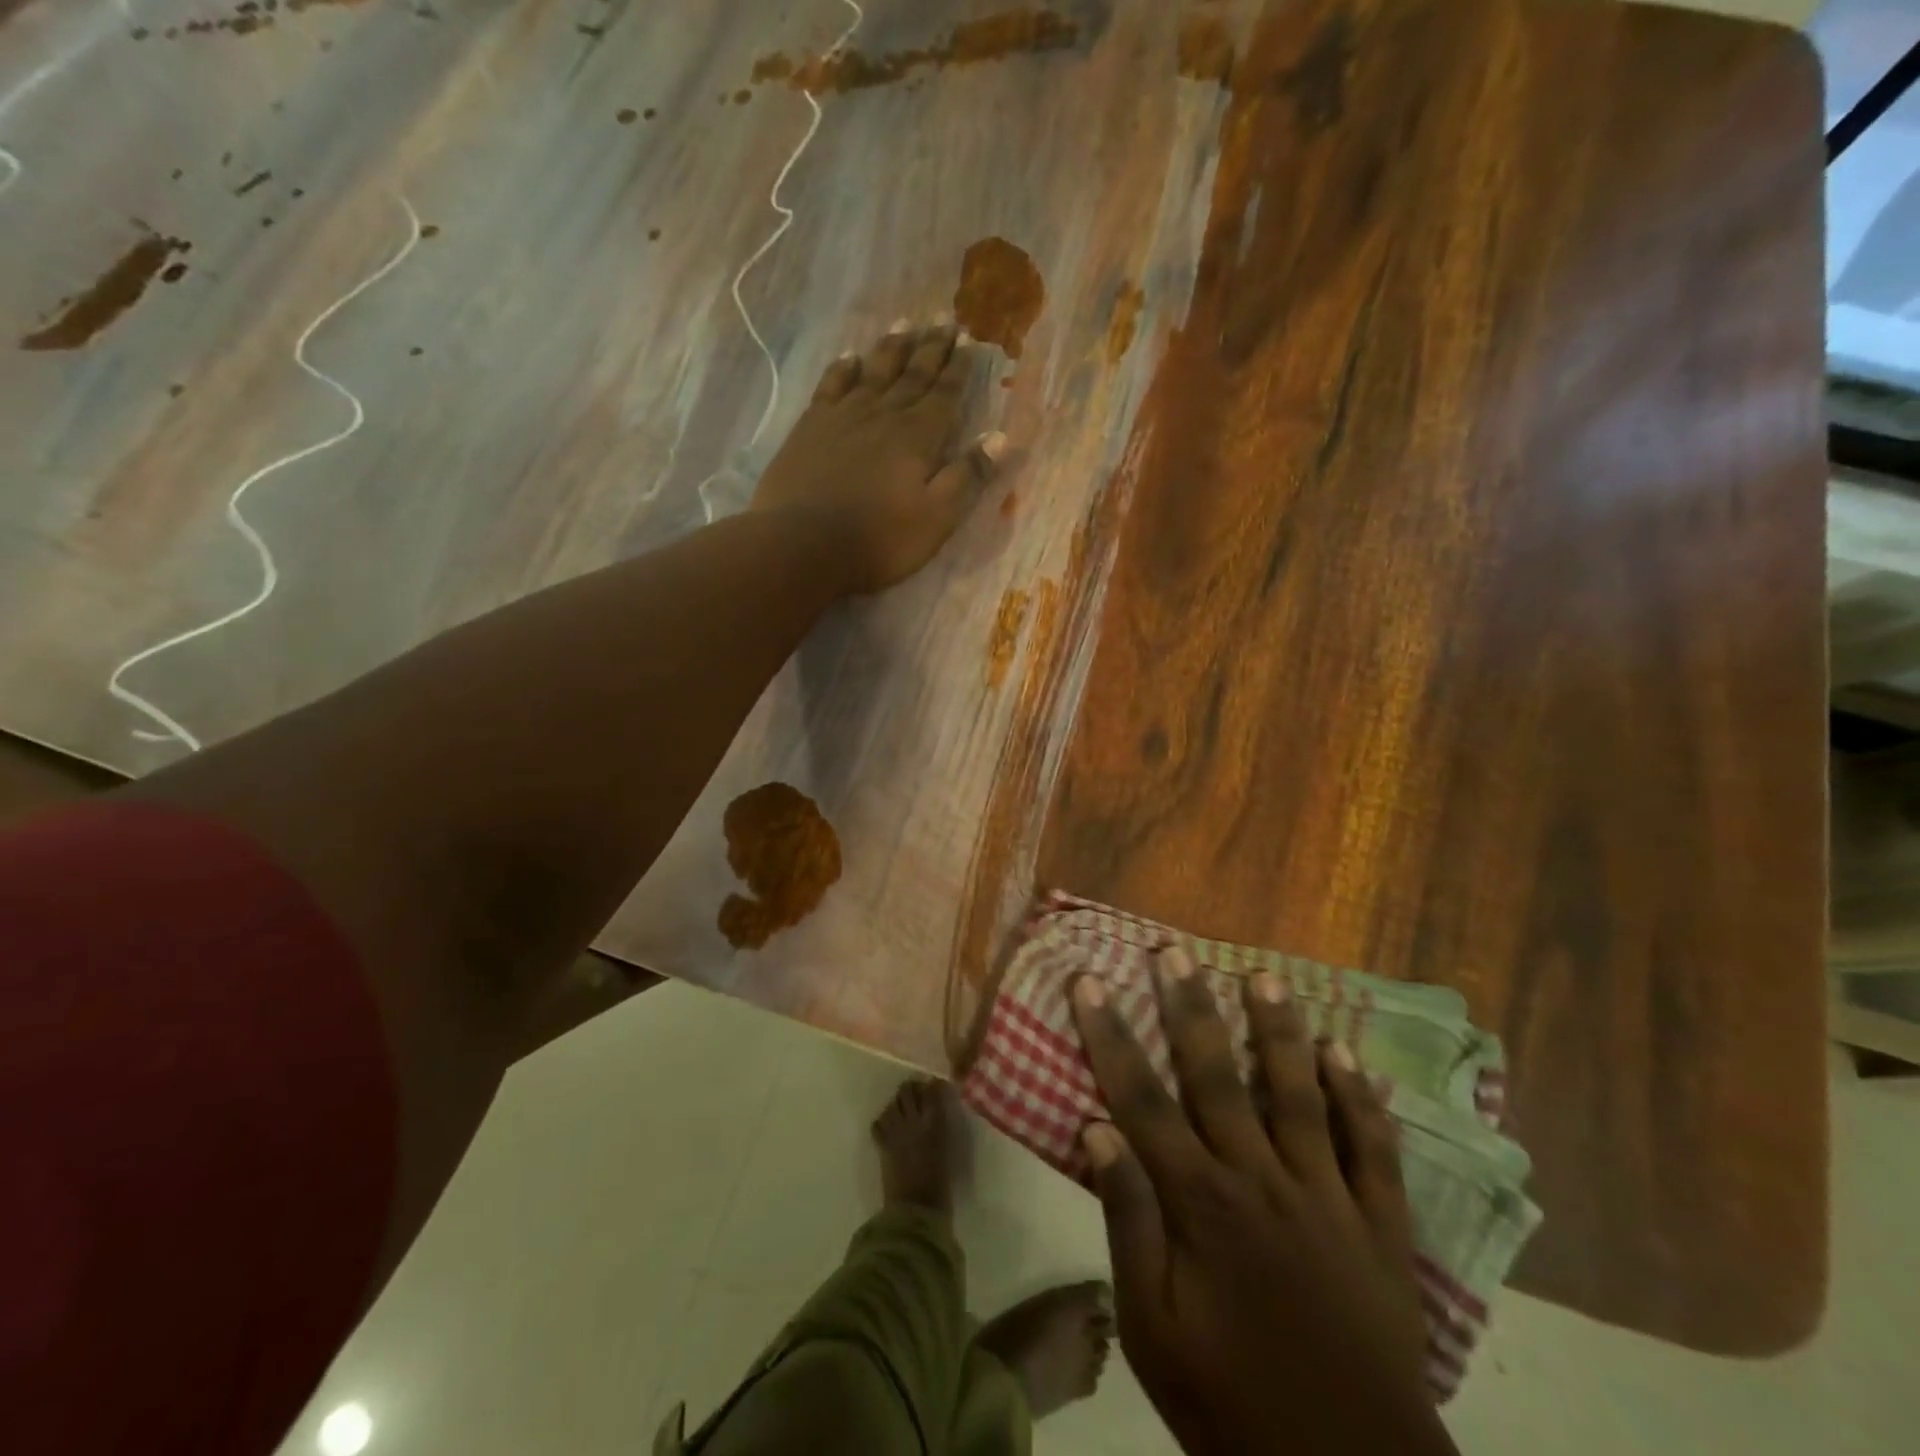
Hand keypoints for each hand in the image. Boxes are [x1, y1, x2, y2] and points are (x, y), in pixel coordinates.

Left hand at [750, 316, 1003, 593]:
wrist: (805, 544)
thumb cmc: (881, 539)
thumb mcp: (938, 517)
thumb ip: (968, 476)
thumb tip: (1001, 437)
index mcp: (918, 436)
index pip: (945, 394)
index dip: (959, 368)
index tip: (970, 339)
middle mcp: (883, 415)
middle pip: (912, 374)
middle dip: (931, 348)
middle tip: (945, 320)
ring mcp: (843, 417)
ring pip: (873, 371)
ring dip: (892, 347)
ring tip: (905, 322)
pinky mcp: (810, 428)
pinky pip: (831, 385)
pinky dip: (843, 368)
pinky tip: (850, 357)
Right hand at [1070, 947, 1456, 1455]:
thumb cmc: (1230, 1403)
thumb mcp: (1151, 1328)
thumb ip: (1127, 1221)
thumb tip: (1098, 1128)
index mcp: (1200, 1203)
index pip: (1141, 1099)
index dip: (1110, 1035)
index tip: (1089, 982)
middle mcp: (1260, 1180)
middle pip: (1217, 1076)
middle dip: (1189, 1009)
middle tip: (1173, 953)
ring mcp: (1326, 1197)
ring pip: (1297, 1095)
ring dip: (1278, 1032)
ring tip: (1263, 977)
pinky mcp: (1378, 1225)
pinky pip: (1371, 1148)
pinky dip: (1359, 1098)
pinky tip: (1347, 1055)